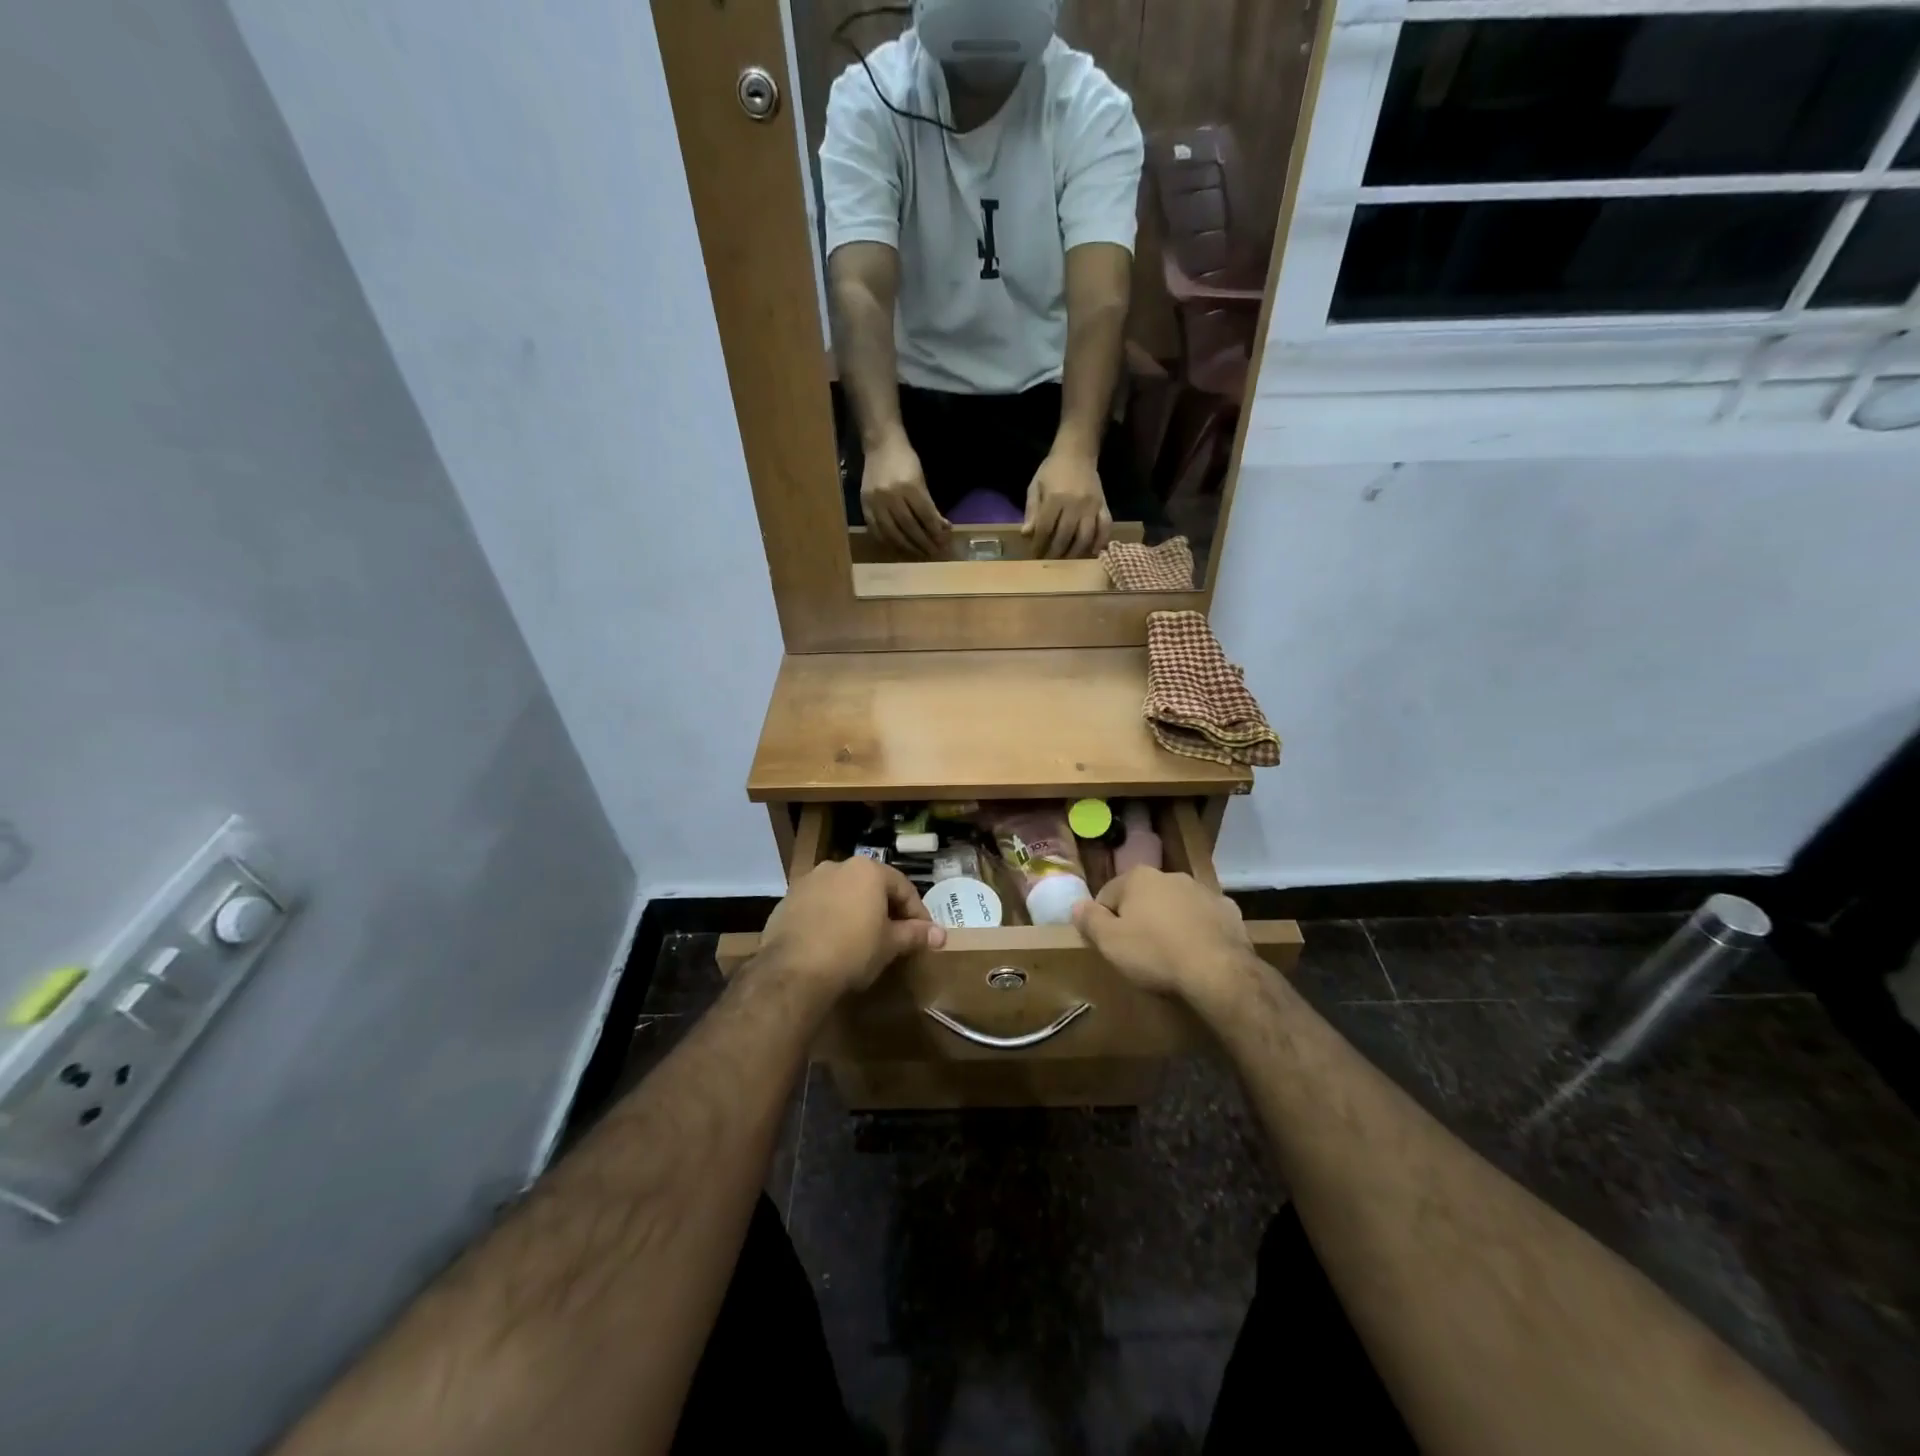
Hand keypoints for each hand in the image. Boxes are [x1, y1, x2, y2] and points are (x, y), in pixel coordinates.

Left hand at [756, 857, 945, 1000]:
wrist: (793, 971)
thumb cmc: (852, 951)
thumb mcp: (890, 944)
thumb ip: (915, 934)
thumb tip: (941, 935)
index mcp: (867, 870)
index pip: (903, 888)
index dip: (917, 913)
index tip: (924, 935)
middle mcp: (837, 866)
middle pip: (871, 886)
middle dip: (885, 909)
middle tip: (896, 936)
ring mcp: (808, 881)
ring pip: (843, 894)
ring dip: (856, 911)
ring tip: (863, 939)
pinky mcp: (787, 900)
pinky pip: (818, 906)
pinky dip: (830, 918)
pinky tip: (833, 942)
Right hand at [862, 433, 948, 558]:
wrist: (880, 445)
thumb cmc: (905, 460)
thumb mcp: (921, 479)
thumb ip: (930, 505)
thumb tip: (943, 528)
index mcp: (909, 486)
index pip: (925, 516)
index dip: (935, 532)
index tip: (944, 542)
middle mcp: (891, 496)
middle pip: (909, 527)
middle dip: (923, 542)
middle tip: (933, 552)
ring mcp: (876, 502)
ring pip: (892, 533)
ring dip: (907, 546)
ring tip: (919, 553)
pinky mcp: (865, 506)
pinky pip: (876, 531)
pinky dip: (888, 542)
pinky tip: (898, 547)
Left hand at [1023, 448, 1111, 558]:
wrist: (1077, 452)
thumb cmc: (1052, 470)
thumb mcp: (1035, 487)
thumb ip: (1031, 511)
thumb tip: (1026, 534)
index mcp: (1055, 498)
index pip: (1045, 528)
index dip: (1038, 544)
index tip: (1034, 554)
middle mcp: (1075, 503)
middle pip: (1065, 536)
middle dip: (1054, 553)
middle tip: (1048, 562)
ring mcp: (1092, 505)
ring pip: (1085, 536)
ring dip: (1075, 553)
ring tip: (1066, 561)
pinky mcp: (1104, 505)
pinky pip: (1105, 527)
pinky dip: (1100, 542)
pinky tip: (1093, 552)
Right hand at [1072, 867, 1255, 1003]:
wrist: (1219, 971)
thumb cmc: (1155, 953)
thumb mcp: (1110, 942)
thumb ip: (1089, 920)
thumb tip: (1077, 905)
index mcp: (1138, 877)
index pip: (1107, 895)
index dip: (1103, 921)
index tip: (1109, 945)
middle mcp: (1170, 875)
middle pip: (1142, 897)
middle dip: (1138, 918)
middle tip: (1137, 952)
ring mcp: (1203, 891)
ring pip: (1174, 905)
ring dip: (1168, 922)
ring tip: (1169, 955)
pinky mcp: (1228, 910)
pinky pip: (1203, 919)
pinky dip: (1197, 930)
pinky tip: (1197, 953)